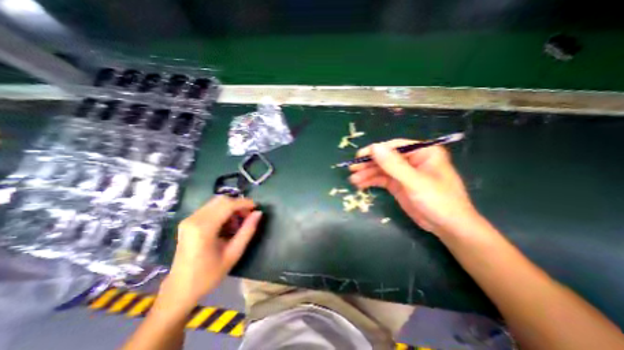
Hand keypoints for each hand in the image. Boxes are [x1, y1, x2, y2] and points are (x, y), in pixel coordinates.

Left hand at [158, 195, 262, 312]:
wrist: (179, 290)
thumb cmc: (208, 275)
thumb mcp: (233, 254)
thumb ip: (247, 231)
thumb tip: (258, 213)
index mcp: (203, 228)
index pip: (228, 205)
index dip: (244, 203)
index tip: (256, 207)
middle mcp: (194, 219)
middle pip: (221, 200)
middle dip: (238, 204)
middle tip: (248, 216)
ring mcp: (189, 219)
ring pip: (216, 203)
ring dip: (231, 208)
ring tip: (239, 222)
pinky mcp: (188, 222)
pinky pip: (210, 208)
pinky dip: (223, 212)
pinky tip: (227, 225)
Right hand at [349, 140, 478, 236]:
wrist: (448, 227)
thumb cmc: (439, 201)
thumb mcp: (415, 182)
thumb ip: (394, 165)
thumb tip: (374, 147)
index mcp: (422, 152)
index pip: (394, 146)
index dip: (375, 150)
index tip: (359, 156)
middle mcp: (411, 159)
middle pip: (385, 158)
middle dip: (368, 164)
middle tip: (352, 169)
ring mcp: (403, 173)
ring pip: (381, 169)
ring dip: (366, 174)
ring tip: (353, 180)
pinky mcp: (398, 184)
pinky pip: (381, 179)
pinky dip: (370, 181)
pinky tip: (360, 185)